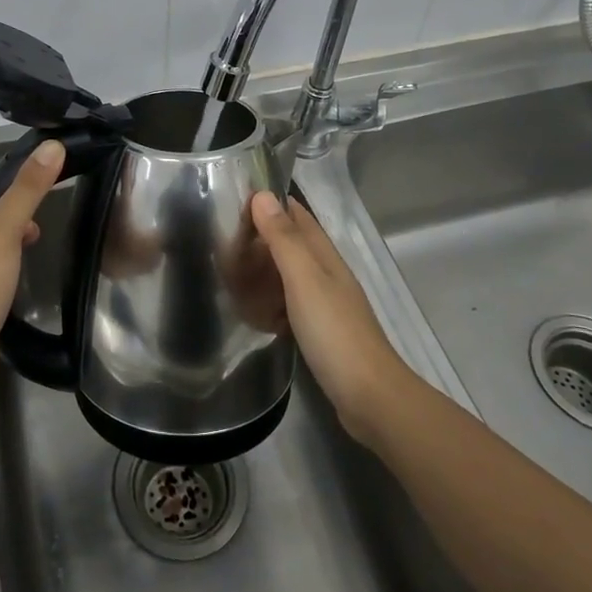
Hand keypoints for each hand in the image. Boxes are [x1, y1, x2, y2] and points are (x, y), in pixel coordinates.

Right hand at [250, 191, 413, 445]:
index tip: (234, 197)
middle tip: (222, 239)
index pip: (297, 216)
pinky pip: (288, 305)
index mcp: (324, 256)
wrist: (369, 396)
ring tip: (229, 272)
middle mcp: (326, 274)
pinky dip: (270, 302)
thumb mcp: (303, 279)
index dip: (270, 203)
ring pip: (288, 275)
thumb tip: (263, 195)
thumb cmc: (334, 331)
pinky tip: (252, 312)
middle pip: (291, 244)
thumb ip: (283, 239)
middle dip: (261, 237)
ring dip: (263, 270)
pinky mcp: (320, 332)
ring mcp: (325, 304)